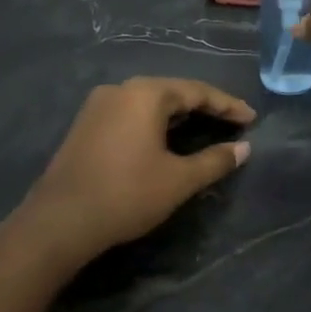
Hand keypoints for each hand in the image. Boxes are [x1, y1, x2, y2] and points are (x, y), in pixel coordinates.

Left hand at [21, 78, 254, 265]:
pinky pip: (131, 114)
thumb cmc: (126, 194)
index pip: (197, 92)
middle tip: (232, 122)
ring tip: (206, 128)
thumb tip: (244, 148)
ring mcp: (98, 105)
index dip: (228, 105)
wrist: (58, 222)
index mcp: (146, 94)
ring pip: (150, 103)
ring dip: (179, 115)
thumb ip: (215, 160)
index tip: (251, 118)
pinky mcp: (85, 125)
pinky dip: (155, 122)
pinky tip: (167, 138)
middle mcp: (121, 89)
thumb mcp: (178, 180)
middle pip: (173, 92)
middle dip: (205, 107)